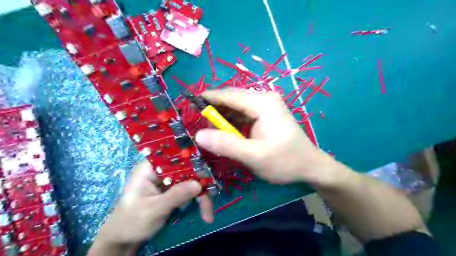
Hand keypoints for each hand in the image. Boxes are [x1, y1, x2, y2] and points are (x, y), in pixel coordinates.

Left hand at [91, 160, 215, 253]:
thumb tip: (199, 184)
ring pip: (191, 180)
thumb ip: (176, 195)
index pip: (173, 155)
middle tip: (212, 198)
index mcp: (150, 168)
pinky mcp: (174, 190)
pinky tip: (205, 212)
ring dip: (201, 196)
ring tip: (208, 214)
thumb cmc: (132, 222)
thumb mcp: (153, 209)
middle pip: (187, 169)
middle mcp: (161, 171)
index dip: (191, 157)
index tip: (207, 165)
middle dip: (200, 184)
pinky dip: (198, 200)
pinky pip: (190, 190)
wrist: (124, 240)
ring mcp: (168, 181)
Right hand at [194, 89, 339, 186]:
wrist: (310, 167)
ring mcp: (265, 107)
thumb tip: (199, 135)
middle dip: (214, 109)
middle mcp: (263, 99)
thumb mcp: (254, 156)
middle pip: (232, 100)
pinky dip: (231, 122)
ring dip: (222, 117)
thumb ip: (226, 145)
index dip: (208, 98)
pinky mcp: (265, 116)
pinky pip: (243, 115)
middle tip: (196, 122)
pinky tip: (224, 132)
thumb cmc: (285, 161)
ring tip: (207, 128)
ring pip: (236, 108)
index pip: (229, 95)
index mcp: (262, 103)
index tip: (189, 103)